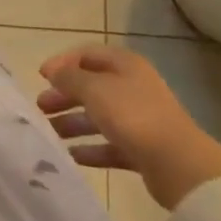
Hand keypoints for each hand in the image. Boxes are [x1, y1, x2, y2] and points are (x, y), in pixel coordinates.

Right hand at [37, 45, 220, 209]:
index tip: (41, 77)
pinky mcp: (143, 149)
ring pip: (99, 117)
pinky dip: (91, 148)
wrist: (179, 165)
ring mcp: (140, 119)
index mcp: (125, 65)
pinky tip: (72, 156)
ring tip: (51, 134)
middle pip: (91, 86)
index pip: (87, 55)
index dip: (62, 62)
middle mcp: (133, 88)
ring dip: (73, 123)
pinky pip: (110, 145)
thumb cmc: (132, 115)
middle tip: (41, 107)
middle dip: (64, 95)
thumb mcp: (93, 89)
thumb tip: (53, 72)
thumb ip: (69, 77)